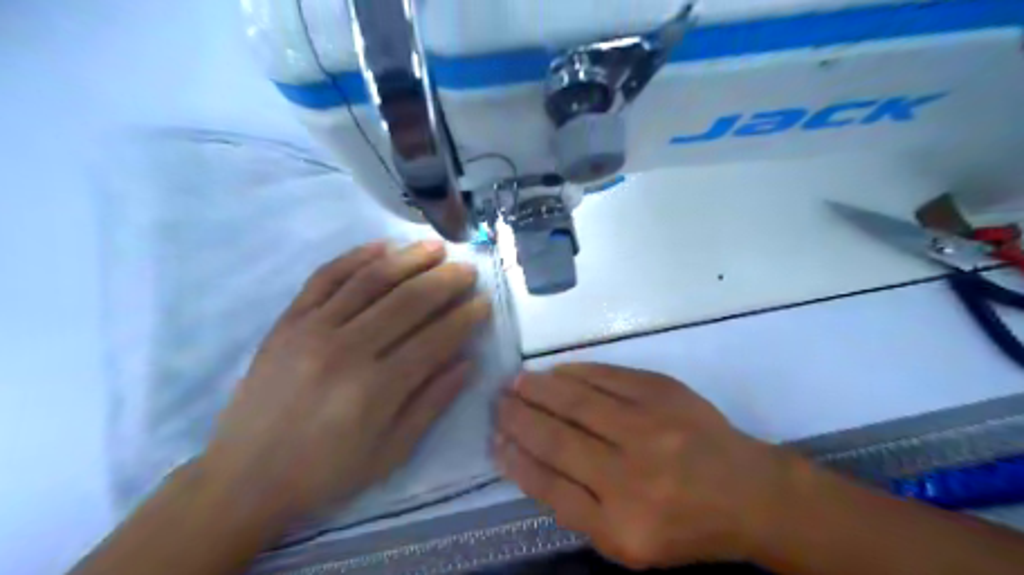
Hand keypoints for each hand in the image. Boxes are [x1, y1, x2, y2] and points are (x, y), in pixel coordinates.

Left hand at [200, 239, 491, 527]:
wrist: (244, 478)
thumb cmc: (326, 472)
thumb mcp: (391, 453)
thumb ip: (432, 404)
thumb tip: (466, 362)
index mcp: (375, 389)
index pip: (435, 339)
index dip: (465, 318)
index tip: (485, 302)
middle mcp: (346, 350)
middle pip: (407, 301)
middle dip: (445, 281)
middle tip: (468, 269)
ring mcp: (312, 329)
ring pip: (370, 280)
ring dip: (408, 259)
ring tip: (436, 247)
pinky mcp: (287, 321)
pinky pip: (325, 277)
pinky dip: (355, 257)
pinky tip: (381, 246)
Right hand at [493, 366, 798, 568]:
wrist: (748, 491)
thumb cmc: (685, 525)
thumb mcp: (629, 544)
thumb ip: (577, 510)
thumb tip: (528, 464)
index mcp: (621, 525)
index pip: (550, 487)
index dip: (516, 461)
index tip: (495, 442)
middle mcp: (632, 476)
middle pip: (558, 440)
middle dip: (519, 418)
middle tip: (497, 402)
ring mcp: (649, 428)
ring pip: (577, 403)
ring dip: (539, 390)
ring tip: (516, 382)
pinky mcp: (663, 394)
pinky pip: (608, 377)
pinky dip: (576, 372)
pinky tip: (555, 371)